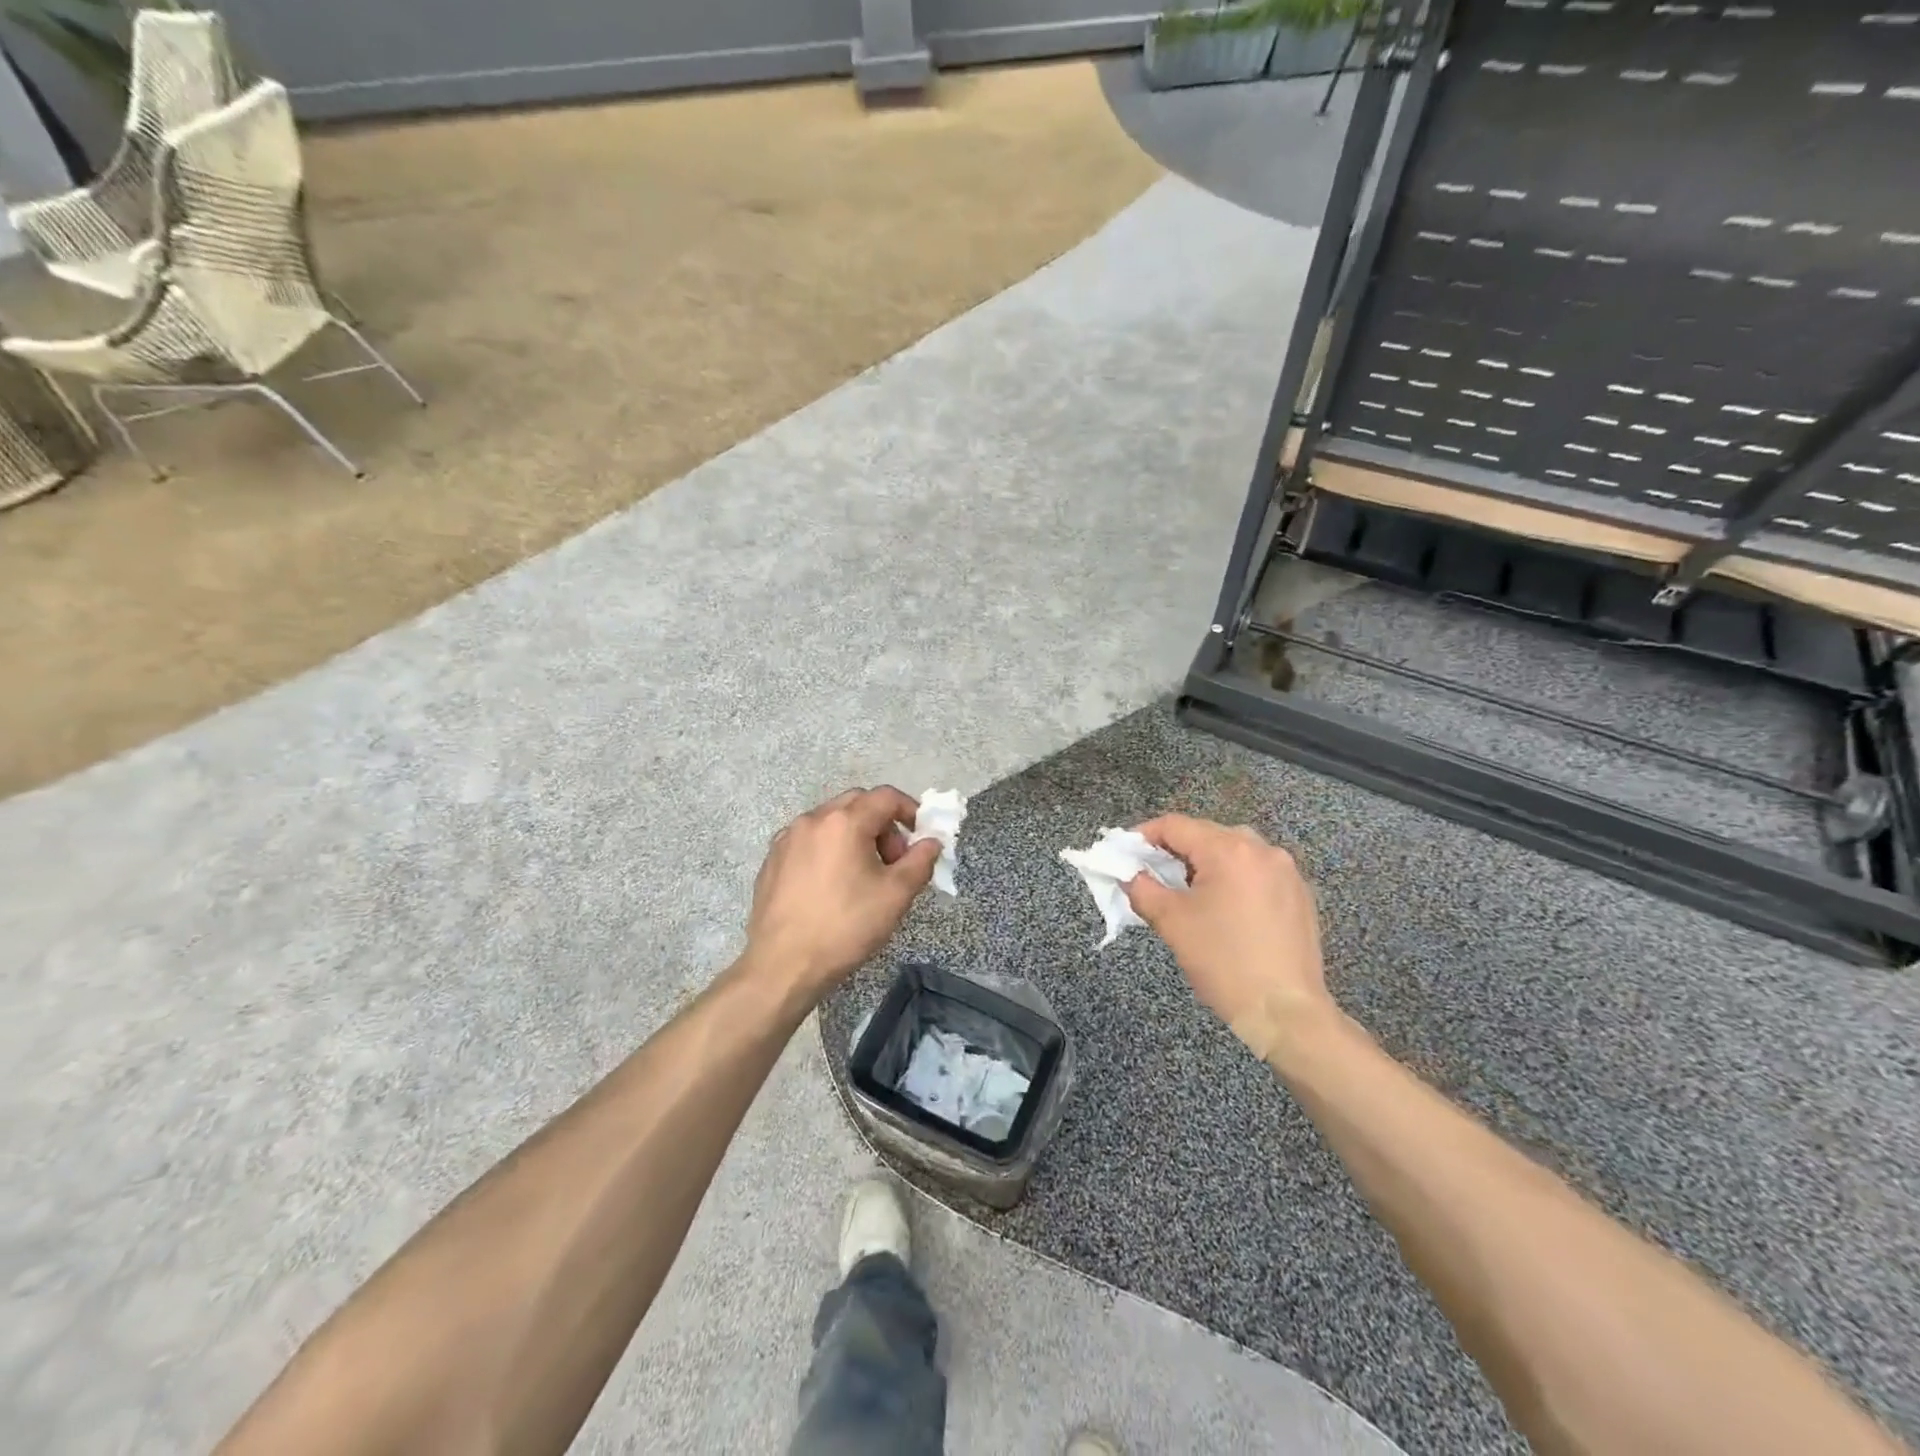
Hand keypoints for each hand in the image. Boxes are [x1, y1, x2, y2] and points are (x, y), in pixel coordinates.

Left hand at [743, 787, 942, 1003]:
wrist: (783, 965)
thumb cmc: (845, 926)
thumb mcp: (895, 895)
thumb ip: (920, 861)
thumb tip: (931, 842)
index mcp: (844, 822)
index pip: (886, 796)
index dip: (910, 810)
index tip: (920, 836)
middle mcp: (812, 819)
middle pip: (857, 803)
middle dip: (882, 824)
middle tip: (893, 861)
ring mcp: (787, 839)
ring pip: (831, 821)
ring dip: (855, 836)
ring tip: (863, 875)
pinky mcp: (772, 860)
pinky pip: (809, 841)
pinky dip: (829, 849)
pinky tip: (832, 886)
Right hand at [1123, 814, 1337, 1063]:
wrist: (1285, 1012)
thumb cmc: (1223, 962)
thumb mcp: (1171, 922)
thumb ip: (1142, 888)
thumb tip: (1128, 873)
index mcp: (1229, 850)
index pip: (1175, 825)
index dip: (1143, 836)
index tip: (1125, 855)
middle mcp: (1262, 849)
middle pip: (1206, 834)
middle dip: (1174, 851)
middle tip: (1151, 876)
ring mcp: (1286, 871)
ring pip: (1233, 851)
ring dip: (1205, 864)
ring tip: (1186, 893)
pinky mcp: (1299, 894)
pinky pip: (1256, 872)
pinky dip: (1233, 879)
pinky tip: (1223, 909)